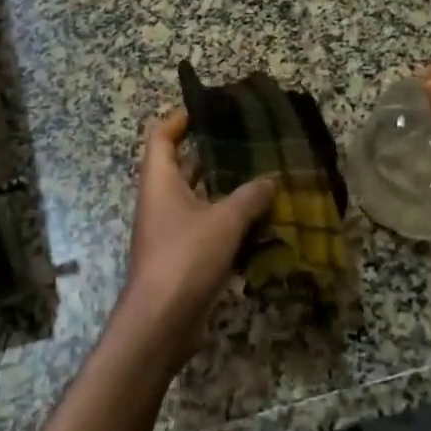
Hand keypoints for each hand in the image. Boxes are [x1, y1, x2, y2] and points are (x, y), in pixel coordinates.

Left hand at [116, 109, 276, 368]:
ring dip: (224, 189)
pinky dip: (228, 221)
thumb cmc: (185, 257)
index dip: (178, 119)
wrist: (162, 321)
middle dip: (210, 153)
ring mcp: (170, 229)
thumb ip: (249, 197)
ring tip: (260, 175)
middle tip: (245, 141)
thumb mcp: (224, 221)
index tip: (205, 109)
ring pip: (197, 198)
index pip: (160, 136)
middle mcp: (161, 200)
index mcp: (159, 180)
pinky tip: (259, 220)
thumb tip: (271, 179)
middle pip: (180, 165)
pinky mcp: (183, 256)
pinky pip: (206, 227)